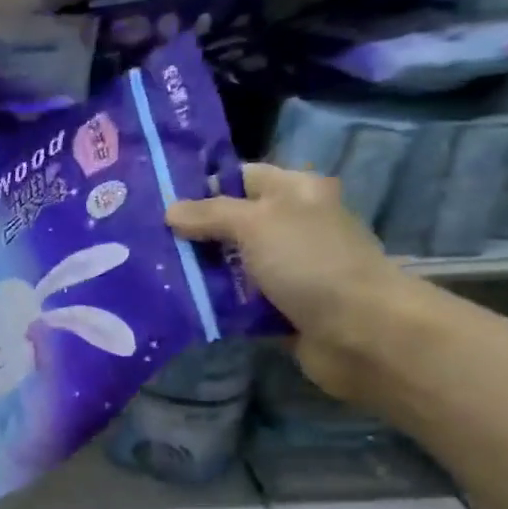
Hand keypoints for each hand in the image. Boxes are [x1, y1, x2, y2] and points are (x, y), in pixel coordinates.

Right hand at [166, 164, 422, 403]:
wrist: (362, 332)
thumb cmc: (310, 263)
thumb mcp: (255, 224)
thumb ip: (210, 213)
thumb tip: (170, 211)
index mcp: (295, 192)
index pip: (240, 177)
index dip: (201, 185)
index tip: (156, 200)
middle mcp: (291, 226)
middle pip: (231, 223)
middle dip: (192, 233)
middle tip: (145, 241)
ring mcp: (287, 269)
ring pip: (230, 265)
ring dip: (199, 272)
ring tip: (153, 275)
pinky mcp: (280, 307)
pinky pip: (237, 301)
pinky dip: (214, 304)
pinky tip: (180, 305)